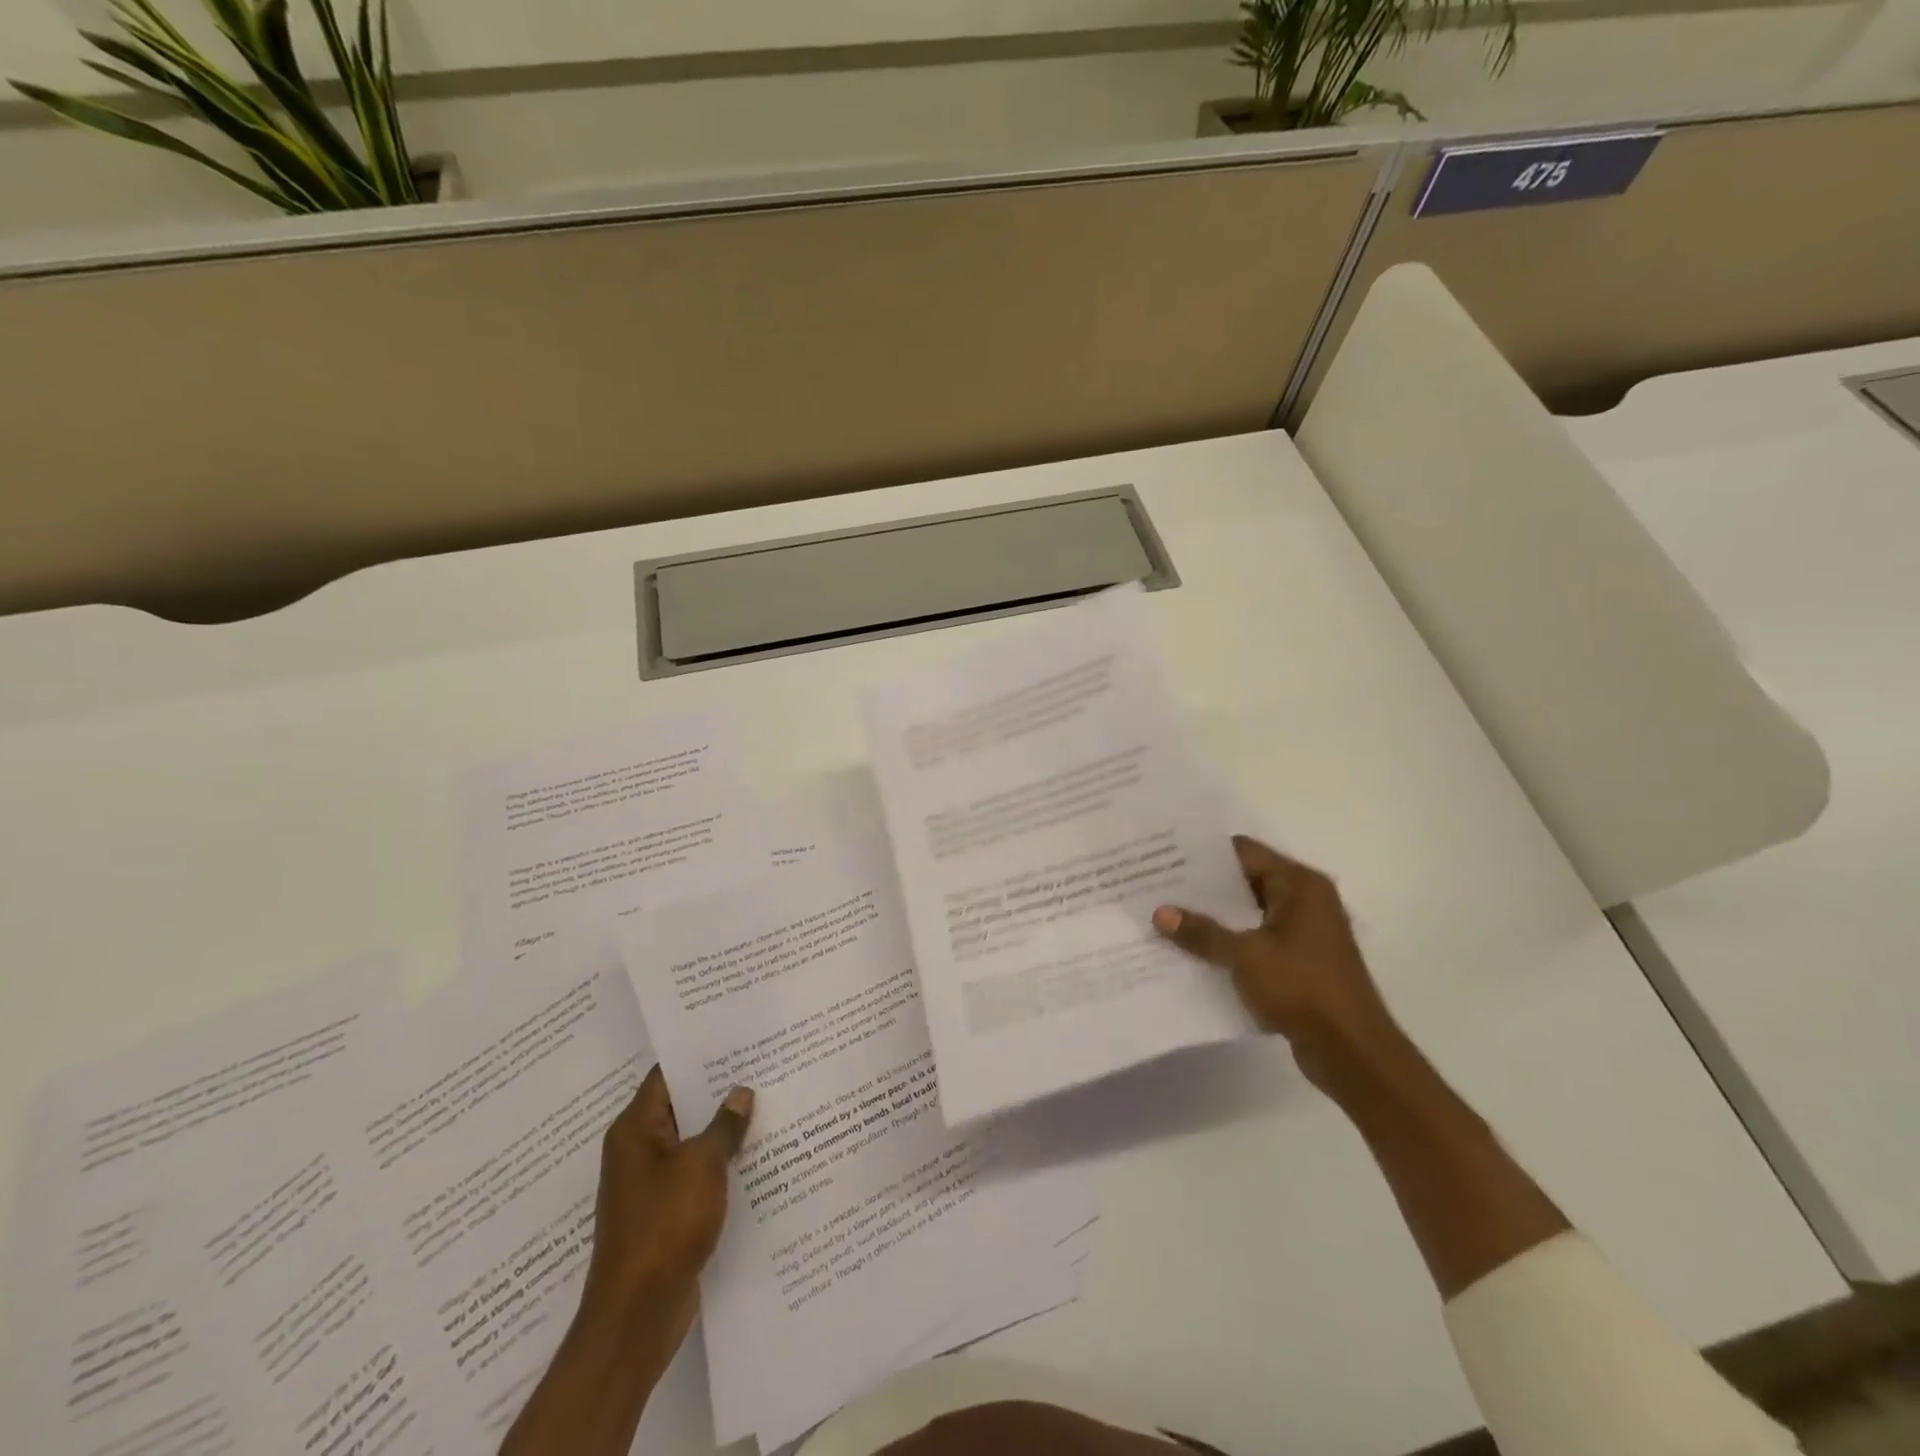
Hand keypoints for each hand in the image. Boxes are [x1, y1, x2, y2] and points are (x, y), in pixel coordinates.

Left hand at [579, 1066, 754, 1358]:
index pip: (667, 1075)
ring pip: (692, 1142)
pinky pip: (696, 1174)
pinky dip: (721, 1163)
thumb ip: (725, 1125)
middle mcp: (638, 1151)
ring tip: (768, 1103)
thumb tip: (740, 1093)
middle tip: (763, 1065)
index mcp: (635, 1130)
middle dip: (719, 1090)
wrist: (637, 1315)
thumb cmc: (665, 1225)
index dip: (700, 1055)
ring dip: (724, 1129)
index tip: (737, 1037)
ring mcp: (651, 1184)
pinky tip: (757, 1155)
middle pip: (682, 1106)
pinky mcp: (666, 1213)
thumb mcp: (702, 1165)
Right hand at [1153, 836, 1401, 1102]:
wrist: (1352, 1052)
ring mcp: (1305, 932)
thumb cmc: (1302, 988)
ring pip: (1249, 914)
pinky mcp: (1301, 961)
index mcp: (1300, 885)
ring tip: (1168, 916)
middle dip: (1204, 888)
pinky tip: (1194, 951)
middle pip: (1246, 881)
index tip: (1166, 857)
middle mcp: (1306, 900)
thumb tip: (1160, 913)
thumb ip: (1202, 932)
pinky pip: (1257, 940)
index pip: (1244, 853)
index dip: (1205, 855)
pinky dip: (1231, 943)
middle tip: (1158, 886)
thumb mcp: (1245, 956)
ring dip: (1216, 918)